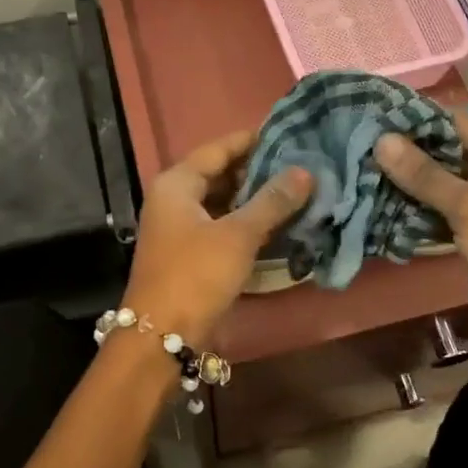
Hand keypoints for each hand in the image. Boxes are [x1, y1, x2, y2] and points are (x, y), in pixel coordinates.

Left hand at [124, 130, 313, 344]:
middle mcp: (174, 199)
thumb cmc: (196, 275)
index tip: (287, 133)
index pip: (218, 148)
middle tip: (300, 163)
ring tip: (296, 190)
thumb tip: (305, 171)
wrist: (161, 335)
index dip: (252, 140)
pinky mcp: (190, 253)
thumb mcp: (238, 235)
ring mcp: (180, 227)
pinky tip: (277, 223)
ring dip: (254, 198)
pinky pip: (222, 225)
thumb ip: (272, 201)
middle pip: (219, 173)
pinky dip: (246, 222)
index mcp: (177, 184)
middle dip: (257, 170)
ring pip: (222, 201)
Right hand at [375, 112, 467, 370]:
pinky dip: (419, 211)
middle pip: (452, 153)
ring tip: (364, 172)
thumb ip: (425, 175)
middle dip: (411, 155)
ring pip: (446, 185)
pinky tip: (382, 206)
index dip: (419, 122)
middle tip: (361, 147)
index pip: (461, 124)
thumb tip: (382, 141)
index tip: (374, 119)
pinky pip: (445, 213)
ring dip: (411, 184)